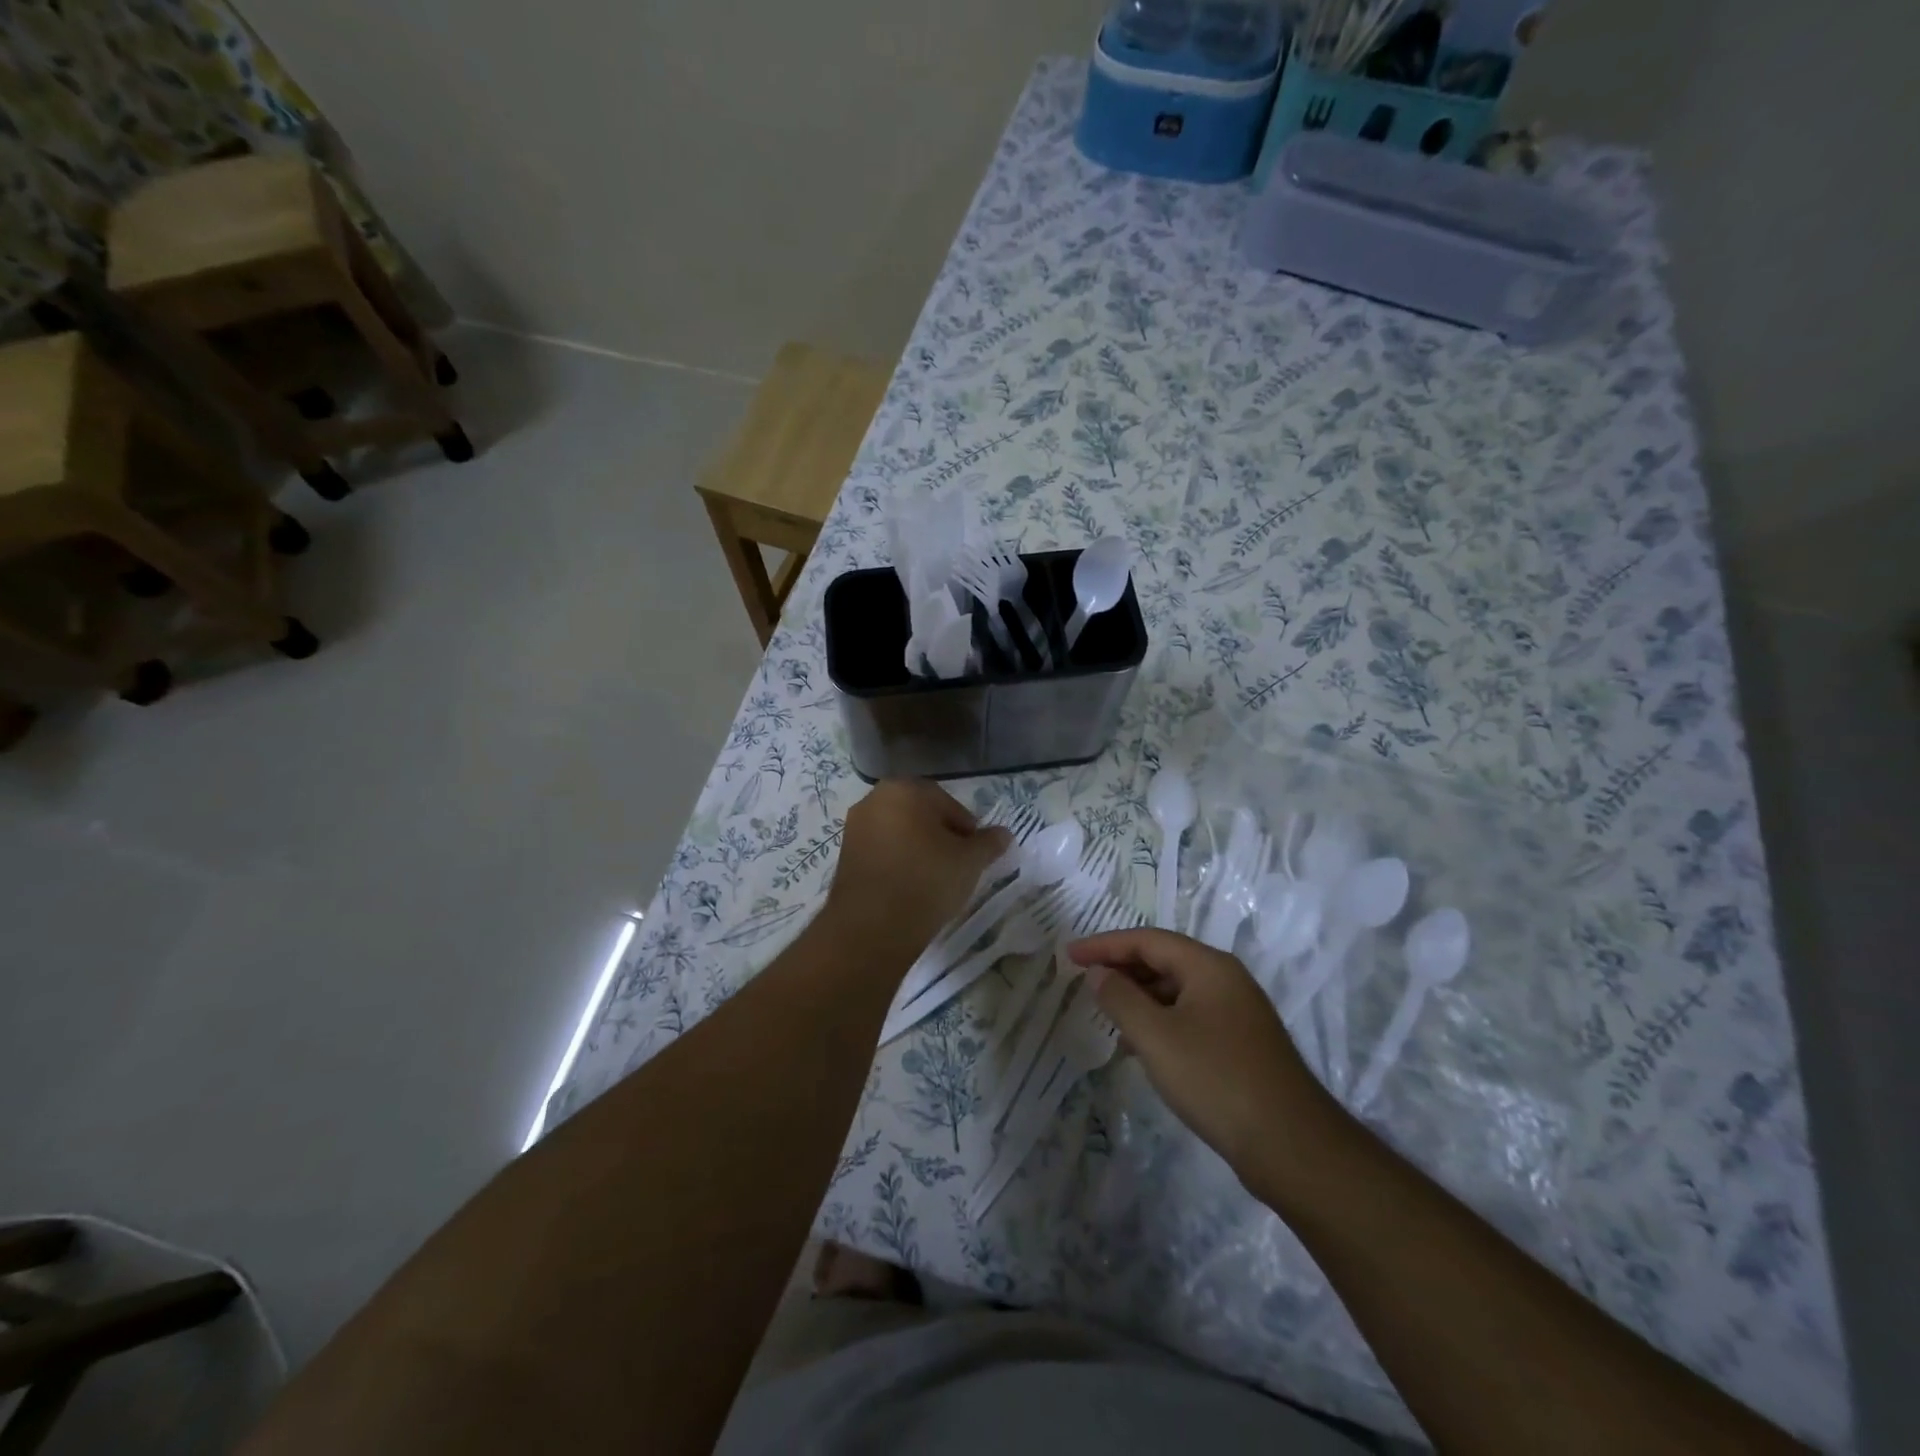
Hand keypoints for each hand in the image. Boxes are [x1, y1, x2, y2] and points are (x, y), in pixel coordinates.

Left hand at [822, 780, 1011, 966]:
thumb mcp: (969, 862)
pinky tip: (909, 887)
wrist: (872, 927)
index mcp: (904, 789)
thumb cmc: (926, 881)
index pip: (948, 804)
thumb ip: (989, 843)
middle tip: (957, 866)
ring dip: (918, 850)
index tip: (974, 856)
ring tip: (934, 880)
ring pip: (899, 833)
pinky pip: (881, 851)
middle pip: (920, 815)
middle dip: (941, 837)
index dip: (967, 830)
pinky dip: (897, 862)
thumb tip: (1003, 834)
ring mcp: (854, 827)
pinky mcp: (844, 855)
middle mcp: (874, 799)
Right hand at [1067, 928, 1341, 1188]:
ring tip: (1106, 1014)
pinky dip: (1159, 1021)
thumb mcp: (1156, 1037)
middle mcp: (1226, 980)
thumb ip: (1120, 999)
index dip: (1104, 945)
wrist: (1292, 1146)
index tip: (1069, 956)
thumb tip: (1099, 974)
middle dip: (1121, 969)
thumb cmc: (1216, 1080)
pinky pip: (1189, 1016)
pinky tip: (1141, 1046)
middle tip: (1084, 983)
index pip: (1147, 940)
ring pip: (1176, 991)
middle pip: (1164, 960)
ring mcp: (1237, 1013)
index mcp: (1209, 966)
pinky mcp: (1240, 1044)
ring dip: (1139, 997)